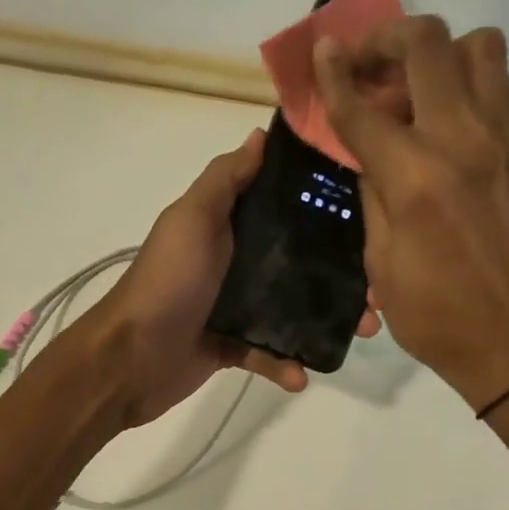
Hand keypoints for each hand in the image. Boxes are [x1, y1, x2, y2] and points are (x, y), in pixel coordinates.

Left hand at [70, 128, 381, 428]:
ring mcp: (234, 306)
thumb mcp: (193, 219)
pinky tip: (301, 375)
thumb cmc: (167, 281)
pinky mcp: (232, 347)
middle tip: (379, 286)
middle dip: (341, 272)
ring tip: (363, 329)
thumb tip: (258, 134)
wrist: (129, 357)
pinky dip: (286, 365)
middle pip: (299, 261)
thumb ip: (224, 179)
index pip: (284, 207)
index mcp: (229, 224)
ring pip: (292, 310)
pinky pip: (269, 354)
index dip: (325, 207)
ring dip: (327, 321)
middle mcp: (236, 261)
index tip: (371, 211)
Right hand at [313, 18, 508, 412]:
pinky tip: (441, 116)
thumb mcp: (382, 264)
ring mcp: (501, 140)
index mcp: (416, 177)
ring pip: (479, 47)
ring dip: (436, 51)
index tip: (320, 50)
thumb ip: (374, 196)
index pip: (364, 107)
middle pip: (428, 44)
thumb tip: (372, 156)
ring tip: (409, 86)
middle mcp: (461, 140)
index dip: (334, 75)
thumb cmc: (439, 318)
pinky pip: (498, 85)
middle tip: (363, 63)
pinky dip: (465, 79)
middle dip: (386, 38)